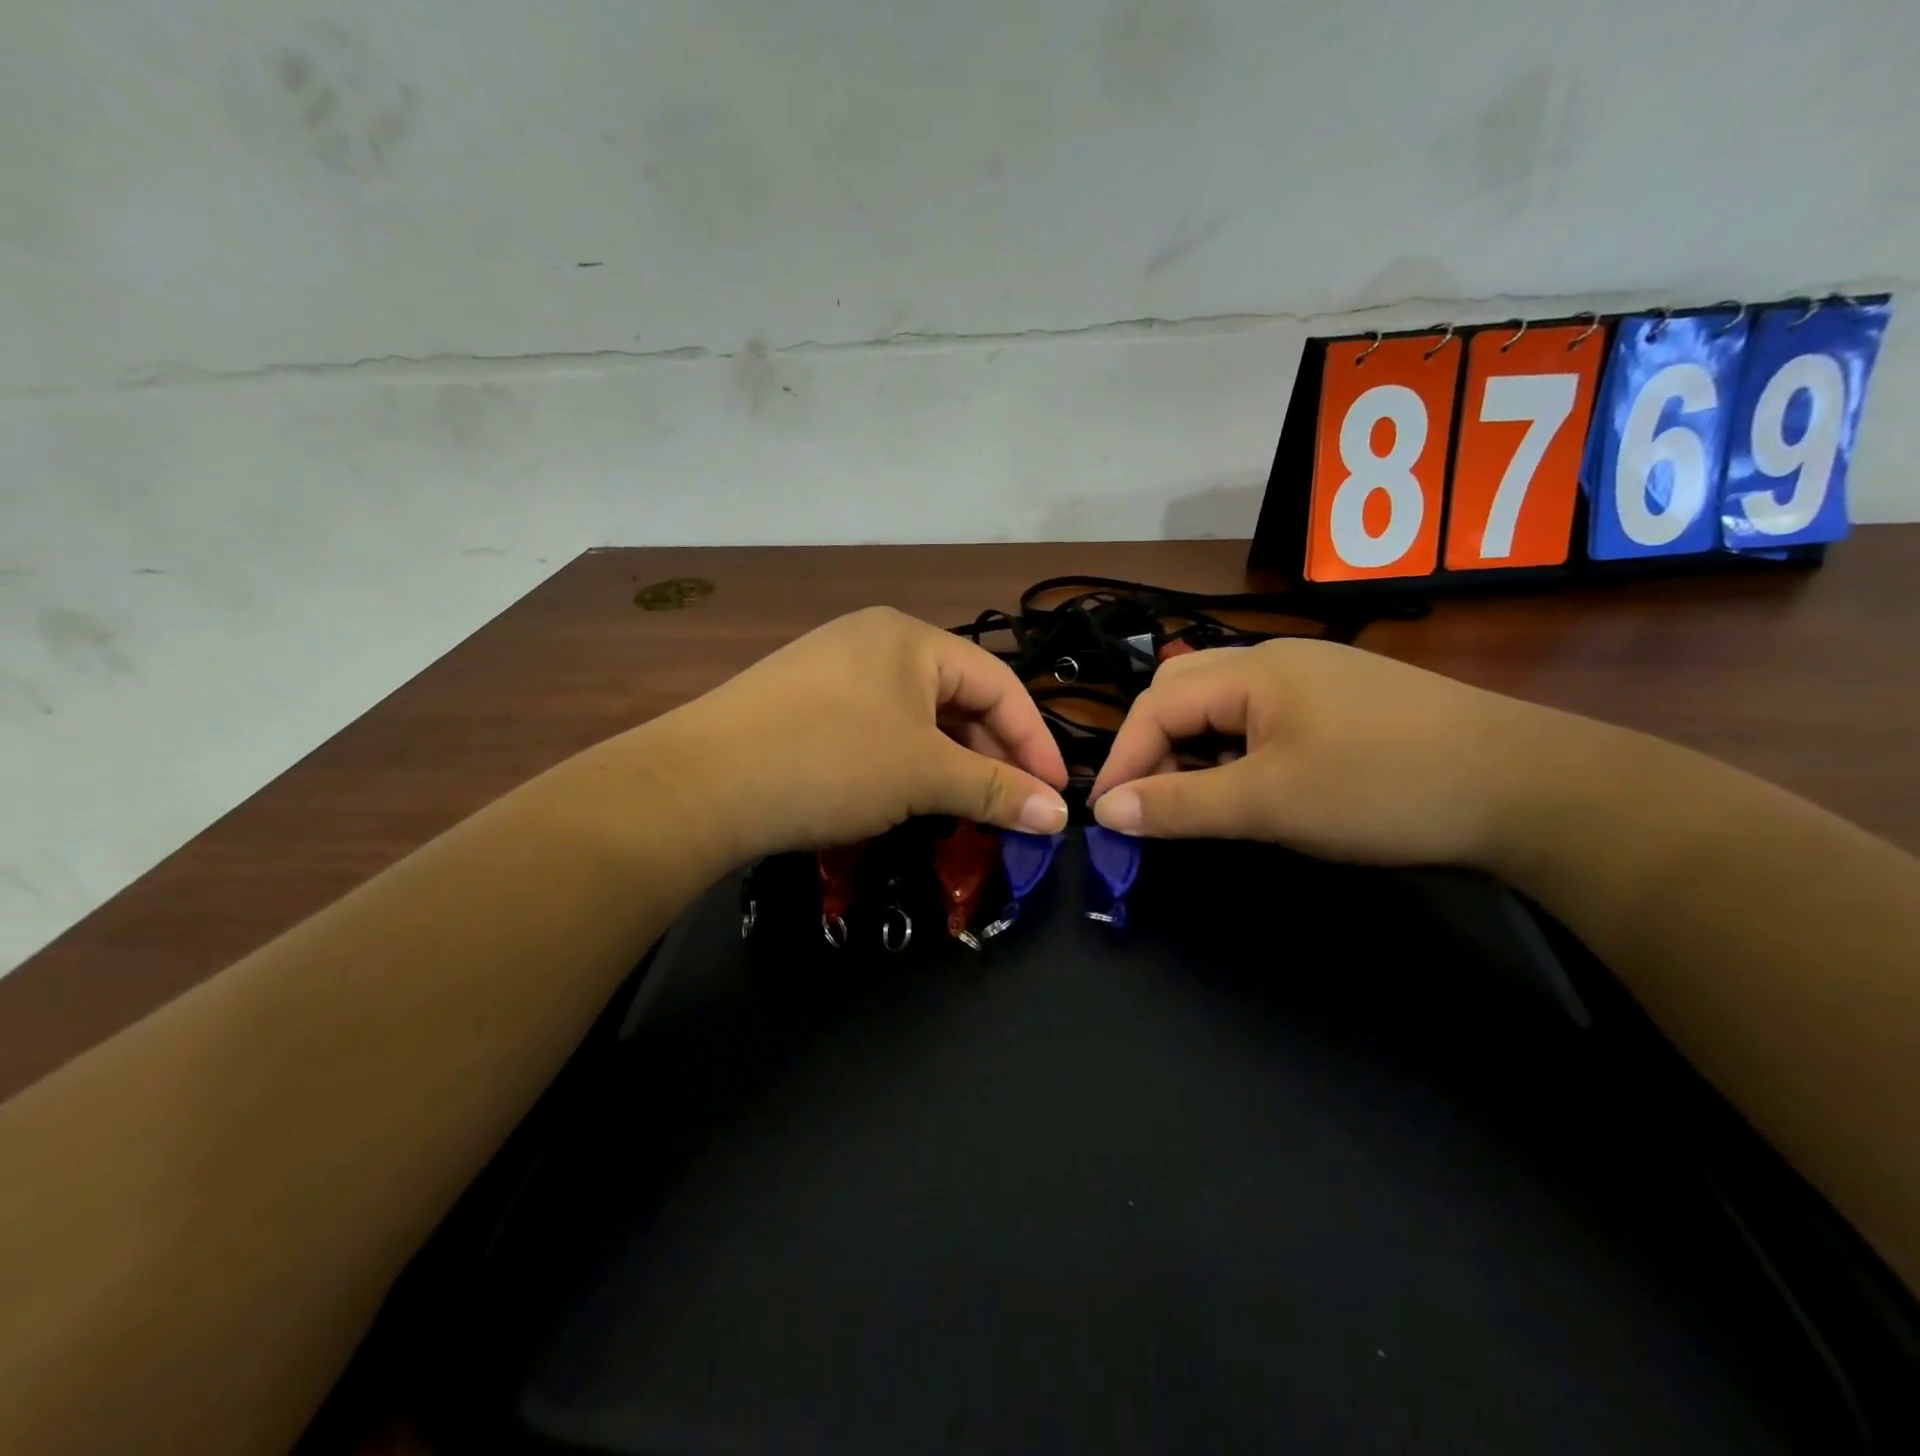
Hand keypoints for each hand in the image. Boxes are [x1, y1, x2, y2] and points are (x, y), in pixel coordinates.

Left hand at [647, 607, 1069, 864]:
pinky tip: (908, 796)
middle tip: (1013, 808)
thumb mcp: (923, 775)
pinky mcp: (804, 704)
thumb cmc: (830, 762)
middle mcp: (874, 641)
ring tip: (967, 807)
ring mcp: (833, 670)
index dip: (1034, 741)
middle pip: (958, 697)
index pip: (999, 684)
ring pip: (917, 717)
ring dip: (950, 762)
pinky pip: (878, 728)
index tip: (1056, 796)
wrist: (698, 785)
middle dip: (992, 754)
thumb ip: (996, 790)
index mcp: (911, 637)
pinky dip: (907, 762)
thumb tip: (1060, 817)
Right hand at [1089, 638, 1586, 867]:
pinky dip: (1237, 753)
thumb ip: (1181, 804)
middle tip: (1158, 806)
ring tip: (1205, 802)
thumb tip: (1108, 811)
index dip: (1124, 759)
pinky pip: (1262, 719)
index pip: (1156, 706)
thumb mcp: (1271, 803)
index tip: (1111, 816)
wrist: (1530, 787)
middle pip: (1183, 695)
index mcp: (1253, 670)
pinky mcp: (1343, 703)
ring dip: (1196, 753)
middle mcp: (1276, 660)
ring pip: (1223, 708)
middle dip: (1156, 749)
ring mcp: (1314, 678)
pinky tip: (1258, 787)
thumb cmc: (1385, 788)